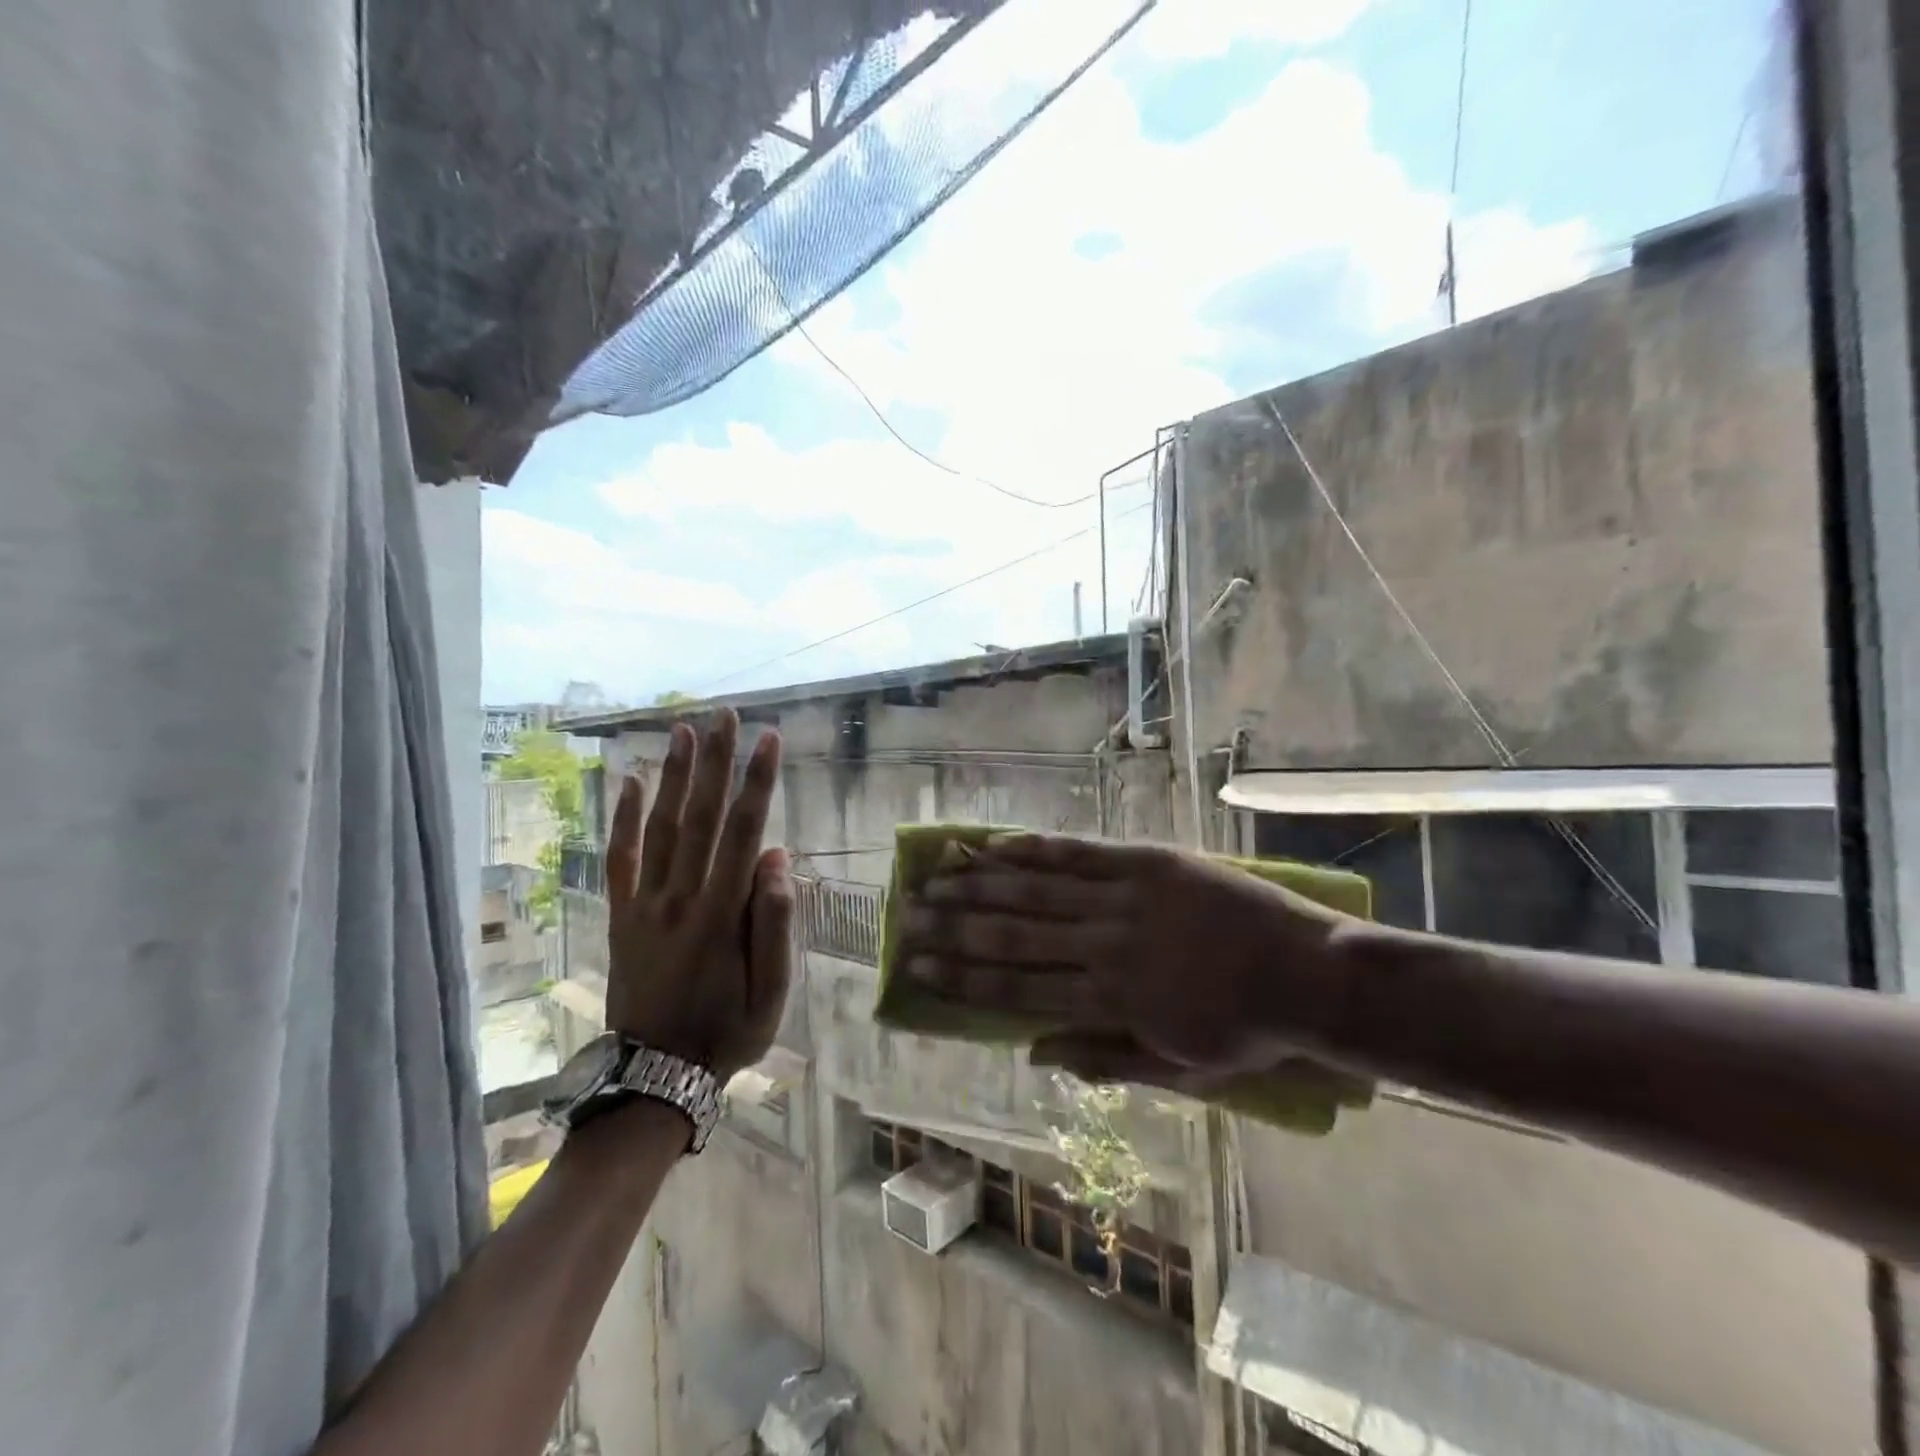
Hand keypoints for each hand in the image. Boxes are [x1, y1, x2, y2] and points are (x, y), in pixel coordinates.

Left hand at [603, 709, 792, 1081]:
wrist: (655, 1076)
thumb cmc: (727, 1033)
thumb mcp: (771, 992)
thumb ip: (775, 923)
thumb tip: (777, 857)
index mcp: (722, 913)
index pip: (744, 832)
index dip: (758, 783)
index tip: (769, 740)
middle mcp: (681, 897)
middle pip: (701, 816)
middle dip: (716, 762)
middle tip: (724, 715)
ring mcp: (645, 904)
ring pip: (661, 827)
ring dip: (674, 776)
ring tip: (684, 731)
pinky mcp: (622, 916)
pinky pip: (621, 859)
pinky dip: (624, 819)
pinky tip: (631, 782)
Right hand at [897, 834, 1359, 1091]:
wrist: (1312, 976)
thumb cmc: (1246, 1032)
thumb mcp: (1178, 1070)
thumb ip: (1103, 1060)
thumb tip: (1034, 1053)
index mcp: (1110, 1001)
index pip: (1019, 989)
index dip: (964, 978)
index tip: (919, 967)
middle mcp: (1106, 946)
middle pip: (1015, 934)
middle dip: (956, 925)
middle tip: (909, 915)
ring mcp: (1126, 898)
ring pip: (1040, 889)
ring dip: (982, 883)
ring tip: (938, 875)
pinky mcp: (1149, 863)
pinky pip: (1083, 853)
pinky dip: (1037, 849)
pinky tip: (999, 844)